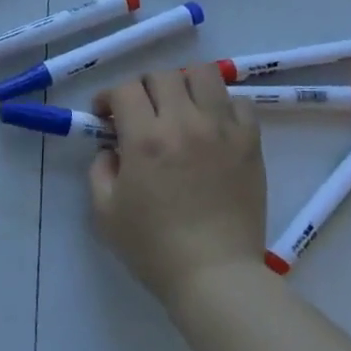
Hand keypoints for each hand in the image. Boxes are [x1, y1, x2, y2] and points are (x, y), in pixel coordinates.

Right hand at [89, 65, 264, 310]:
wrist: (215, 275)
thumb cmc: (153, 248)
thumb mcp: (105, 211)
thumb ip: (100, 170)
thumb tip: (113, 149)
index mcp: (145, 139)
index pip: (125, 89)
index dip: (109, 97)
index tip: (106, 116)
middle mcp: (184, 123)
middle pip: (162, 75)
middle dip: (143, 89)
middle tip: (140, 113)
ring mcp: (222, 130)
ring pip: (203, 75)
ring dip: (184, 85)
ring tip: (179, 109)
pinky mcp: (250, 143)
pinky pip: (237, 102)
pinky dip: (220, 106)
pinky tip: (211, 127)